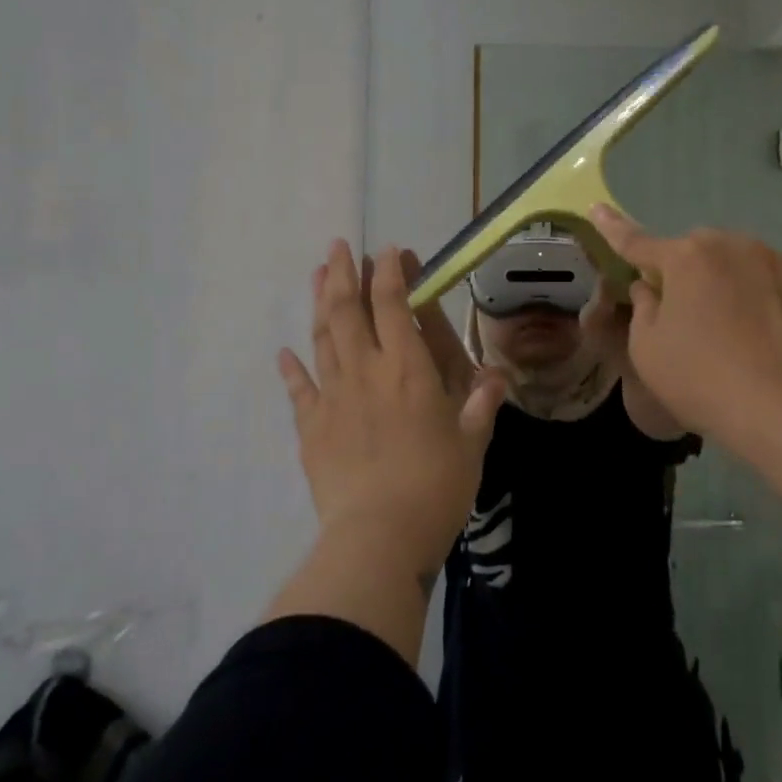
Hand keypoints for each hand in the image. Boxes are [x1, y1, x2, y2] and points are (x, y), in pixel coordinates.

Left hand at [278, 242, 506, 584]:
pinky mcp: (310, 427)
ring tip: (318, 275)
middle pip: (349, 310)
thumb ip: (481, 405)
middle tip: (338, 246)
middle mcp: (366, 371)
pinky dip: (291, 368)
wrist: (378, 536)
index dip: (390, 273)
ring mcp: (333, 397)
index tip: (389, 250)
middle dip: (344, 273)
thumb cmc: (436, 486)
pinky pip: (299, 389)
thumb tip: (496, 378)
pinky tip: (285, 352)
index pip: (394, 305)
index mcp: (407, 369)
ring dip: (320, 303)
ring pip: (323, 338)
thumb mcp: (472, 444)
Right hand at [588, 205, 781, 447]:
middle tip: (691, 317)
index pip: (640, 242)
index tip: (596, 208)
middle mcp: (740, 247)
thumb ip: (643, 308)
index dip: (614, 229)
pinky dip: (778, 308)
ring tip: (743, 336)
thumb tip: (651, 287)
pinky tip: (779, 345)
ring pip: (750, 267)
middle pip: (703, 253)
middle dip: (692, 273)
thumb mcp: (647, 350)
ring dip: (738, 287)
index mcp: (689, 258)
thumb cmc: (703, 381)